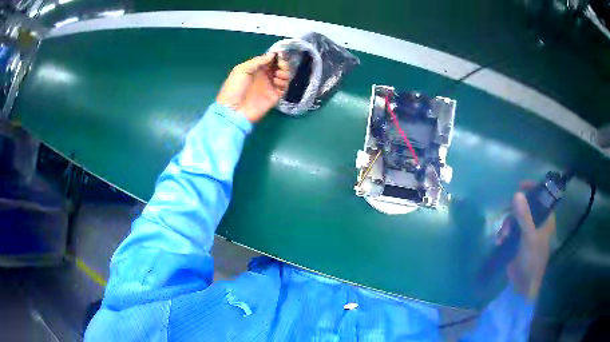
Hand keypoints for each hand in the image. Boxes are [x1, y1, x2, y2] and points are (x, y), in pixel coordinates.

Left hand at [216, 53, 290, 122]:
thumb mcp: (241, 70)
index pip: (270, 60)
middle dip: (282, 63)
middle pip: (279, 67)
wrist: (233, 111)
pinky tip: (277, 81)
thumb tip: (272, 55)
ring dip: (285, 72)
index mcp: (255, 69)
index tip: (279, 54)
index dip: (276, 56)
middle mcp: (264, 76)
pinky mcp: (274, 96)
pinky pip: (284, 87)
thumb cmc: (234, 89)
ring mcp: (270, 86)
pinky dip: (284, 82)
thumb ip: (257, 61)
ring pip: (284, 76)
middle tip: (281, 64)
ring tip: (279, 74)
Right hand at [497, 182, 555, 298]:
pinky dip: (503, 234)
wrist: (523, 284)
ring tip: (503, 236)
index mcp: (545, 219)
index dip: (533, 188)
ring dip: (507, 225)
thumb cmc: (533, 259)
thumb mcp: (529, 237)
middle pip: (525, 207)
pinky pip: (509, 230)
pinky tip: (499, 241)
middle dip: (514, 211)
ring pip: (515, 219)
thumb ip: (524, 216)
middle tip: (508, 216)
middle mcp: (537, 223)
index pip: (542, 197)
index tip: (521, 185)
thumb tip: (517, 193)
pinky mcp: (517, 241)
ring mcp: (526, 232)